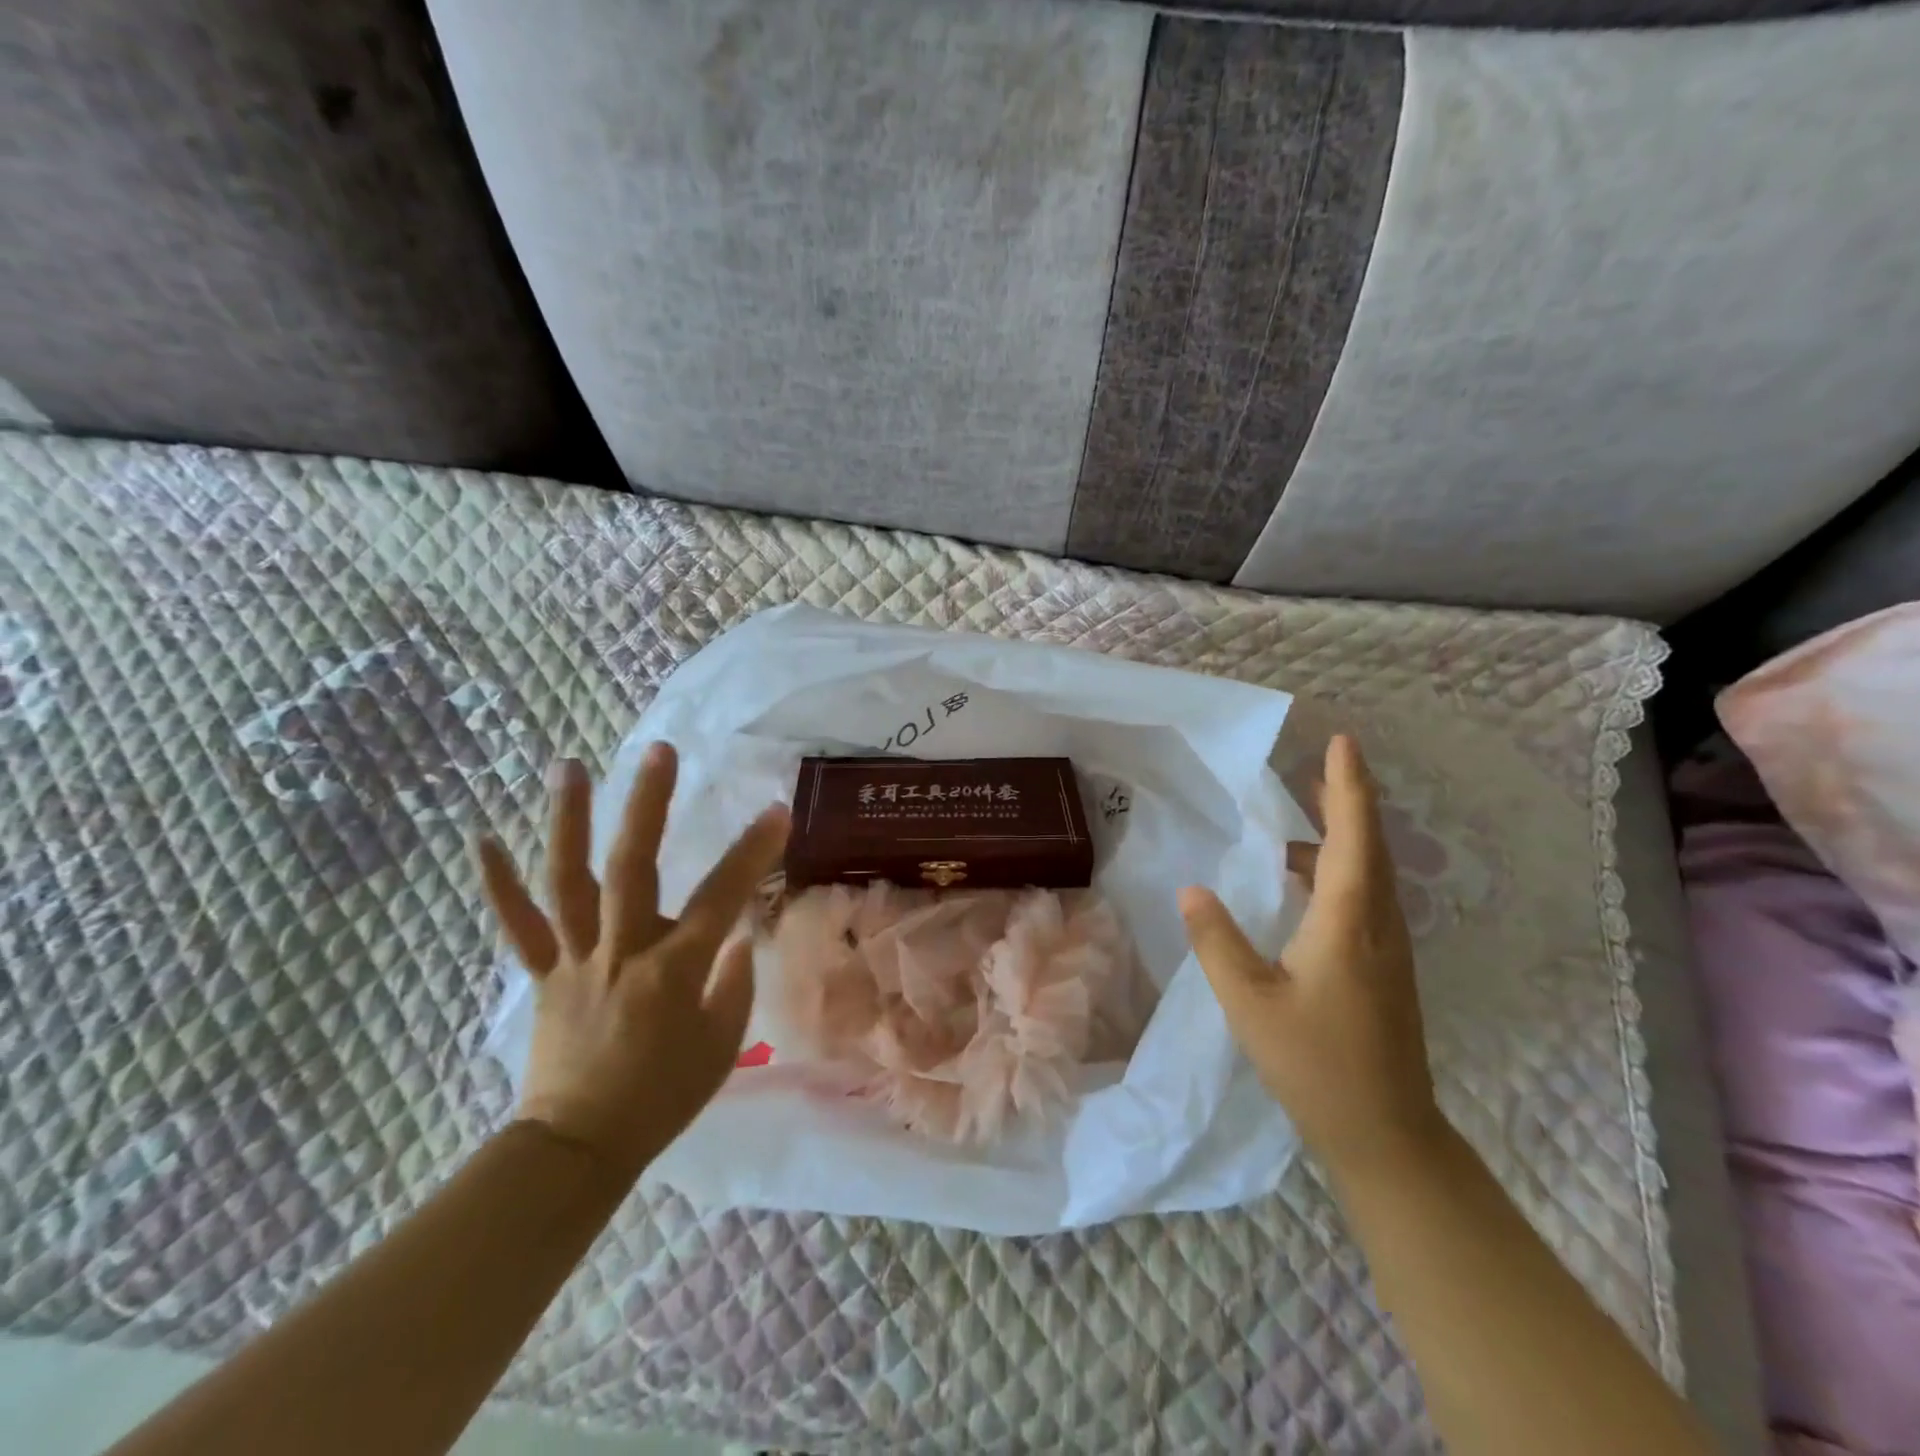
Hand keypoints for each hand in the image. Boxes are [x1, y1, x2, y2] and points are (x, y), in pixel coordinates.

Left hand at [475, 743, 789, 1180]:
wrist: (579, 1147)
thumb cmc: (663, 1097)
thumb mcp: (721, 1046)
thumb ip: (732, 983)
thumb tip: (734, 938)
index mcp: (673, 971)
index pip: (721, 898)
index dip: (751, 853)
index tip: (776, 811)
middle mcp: (621, 952)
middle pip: (632, 868)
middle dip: (647, 806)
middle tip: (658, 751)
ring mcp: (575, 959)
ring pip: (567, 882)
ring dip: (568, 822)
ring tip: (570, 766)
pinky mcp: (543, 974)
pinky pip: (518, 926)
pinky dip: (499, 884)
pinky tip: (483, 839)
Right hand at [1179, 734, 1446, 1181]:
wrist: (1386, 1134)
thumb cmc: (1315, 1064)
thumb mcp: (1250, 1001)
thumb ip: (1217, 941)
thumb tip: (1192, 889)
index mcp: (1349, 922)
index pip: (1354, 837)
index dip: (1348, 786)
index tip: (1342, 742)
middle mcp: (1378, 924)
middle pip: (1368, 846)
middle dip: (1347, 800)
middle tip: (1317, 766)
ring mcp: (1388, 948)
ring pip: (1368, 873)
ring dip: (1340, 838)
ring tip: (1297, 822)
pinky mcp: (1384, 968)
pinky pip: (1364, 899)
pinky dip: (1337, 872)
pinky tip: (1302, 886)